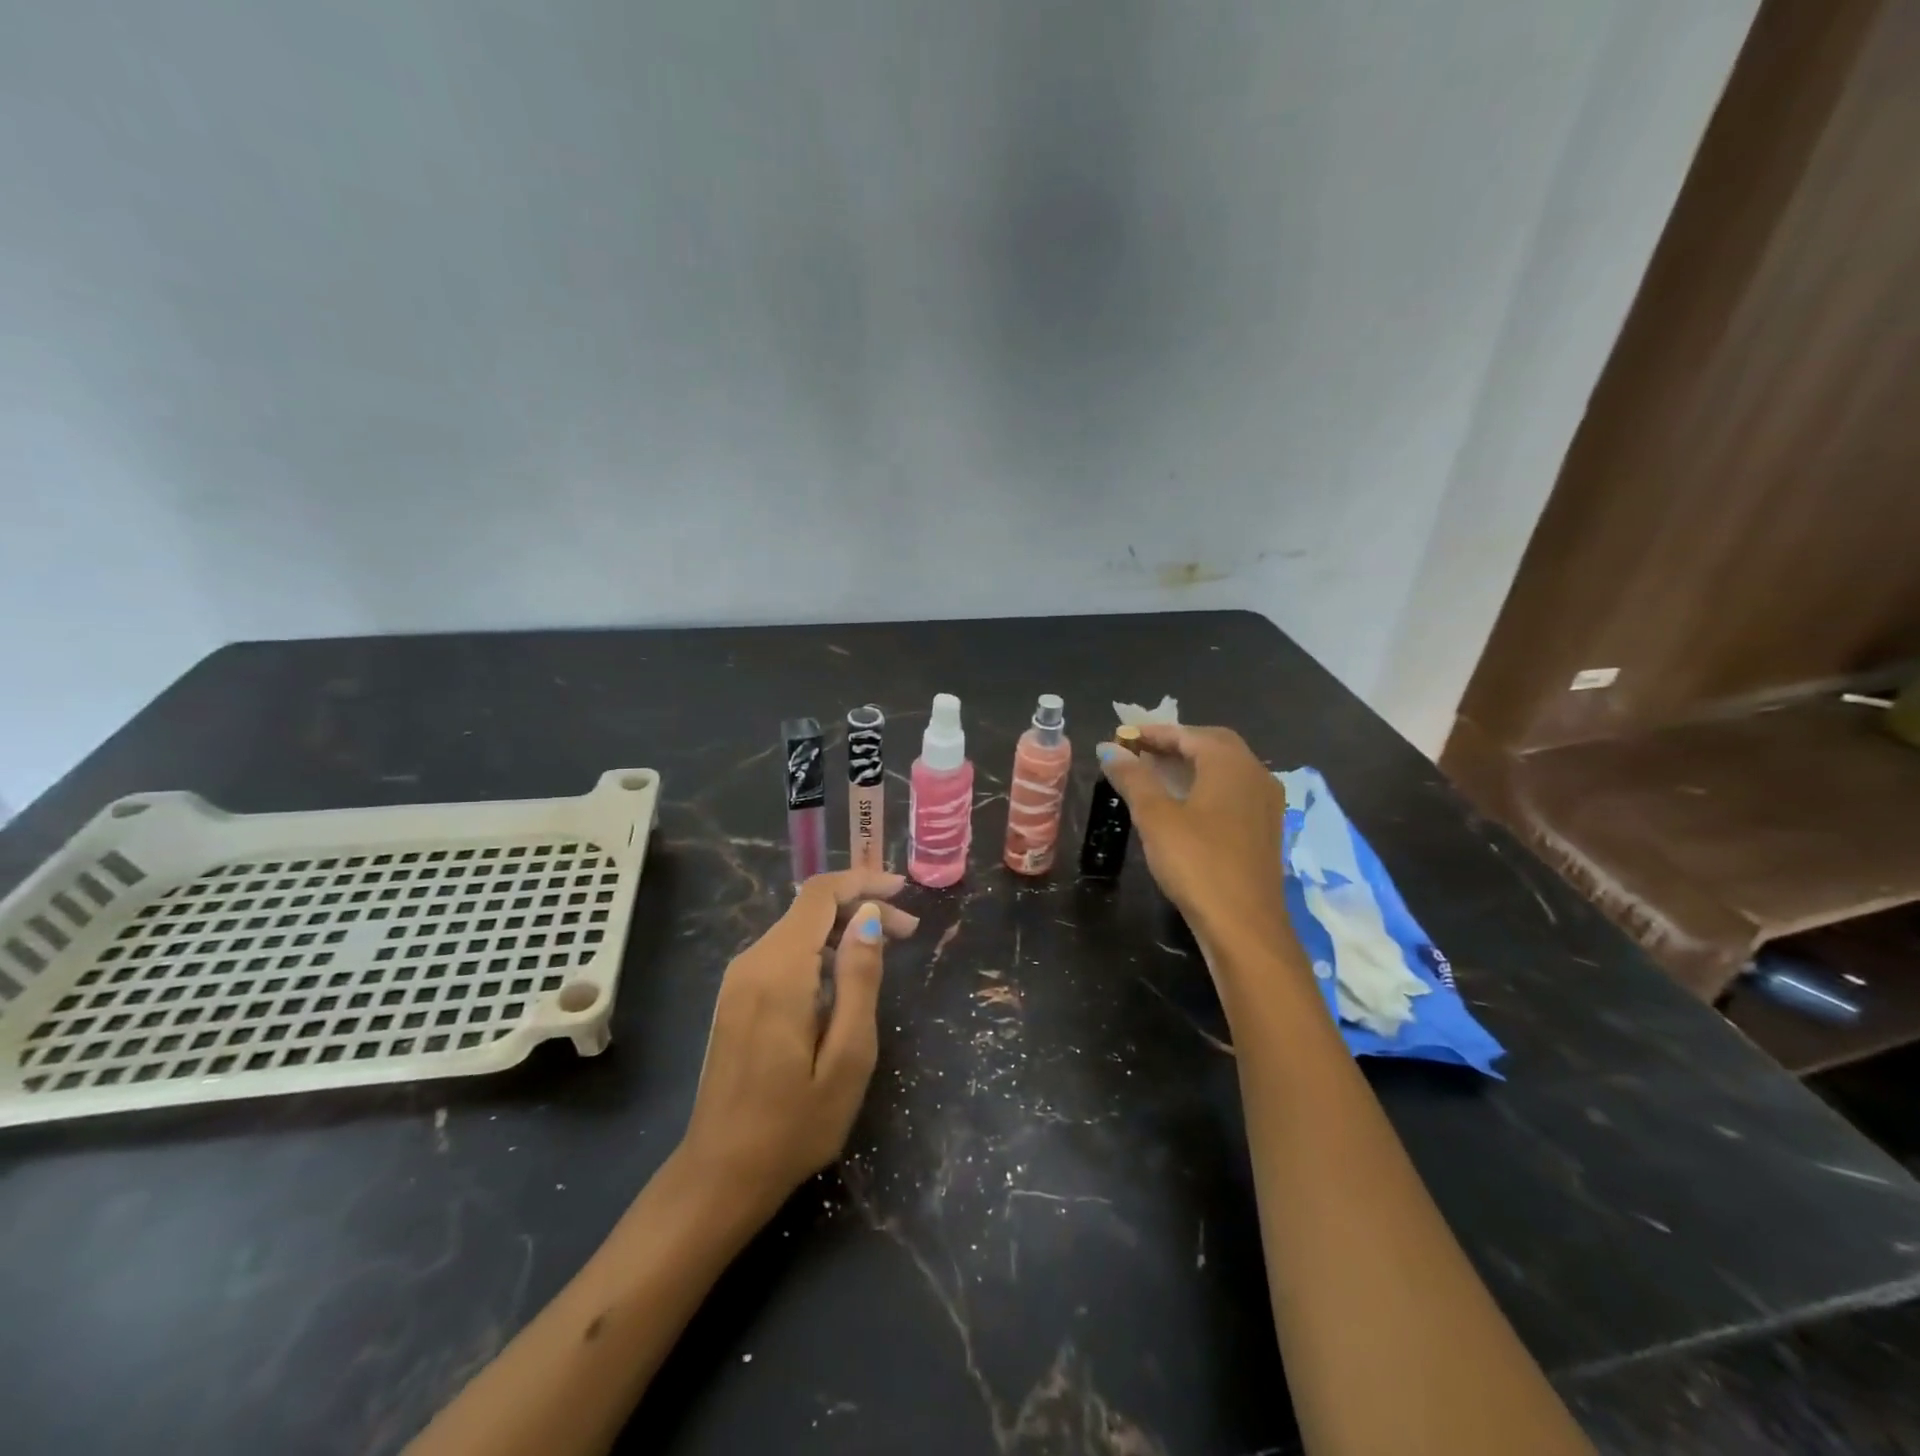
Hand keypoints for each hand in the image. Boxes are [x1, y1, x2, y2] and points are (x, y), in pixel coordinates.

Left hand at [677, 869, 918, 1216]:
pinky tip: (846, 974)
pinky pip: (783, 952)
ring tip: (887, 950)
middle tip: (909, 932)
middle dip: (860, 907)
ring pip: (797, 928)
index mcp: (779, 972)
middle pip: (810, 908)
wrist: (721, 1174)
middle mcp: (752, 962)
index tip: (903, 890)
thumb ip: (859, 979)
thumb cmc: (795, 1124)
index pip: (819, 895)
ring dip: (843, 929)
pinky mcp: (736, 997)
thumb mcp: (848, 1057)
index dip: (862, 881)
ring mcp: (739, 980)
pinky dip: (820, 948)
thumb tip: (867, 916)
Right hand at [1096, 724, 1290, 954]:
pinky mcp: (1265, 829)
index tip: (1123, 736)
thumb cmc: (1197, 863)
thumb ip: (1133, 778)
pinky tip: (1184, 804)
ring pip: (1225, 769)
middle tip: (1140, 752)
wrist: (1244, 926)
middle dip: (1175, 744)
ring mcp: (1266, 803)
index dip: (1154, 732)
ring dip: (1191, 765)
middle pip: (1213, 745)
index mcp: (1231, 764)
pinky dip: (1206, 786)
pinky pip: (1233, 791)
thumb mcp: (1156, 816)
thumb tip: (1109, 749)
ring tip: (1155, 775)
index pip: (1189, 734)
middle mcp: (1255, 774)